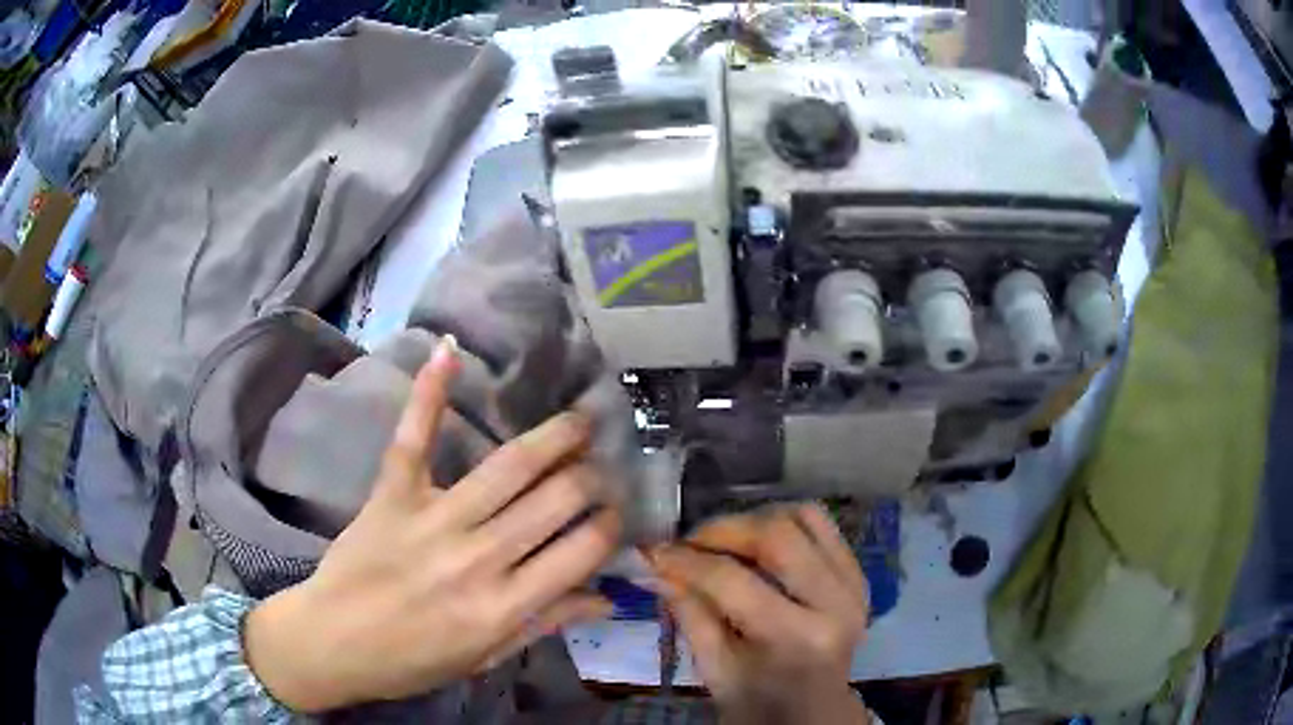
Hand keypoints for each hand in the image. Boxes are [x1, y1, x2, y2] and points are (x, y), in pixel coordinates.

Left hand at [244, 337, 621, 711]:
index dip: (610, 526)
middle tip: (604, 468)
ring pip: (507, 467)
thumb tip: (606, 598)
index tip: (617, 513)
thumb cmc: (412, 661)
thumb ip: (544, 624)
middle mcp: (476, 558)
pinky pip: (414, 438)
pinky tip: (449, 351)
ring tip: (581, 419)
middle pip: (555, 500)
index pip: (581, 552)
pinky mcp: (392, 494)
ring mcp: (431, 519)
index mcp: (503, 606)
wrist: (332, 643)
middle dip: (593, 478)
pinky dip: (429, 393)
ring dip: (554, 437)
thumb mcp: (486, 657)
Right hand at [650, 504, 870, 724]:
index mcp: (795, 638)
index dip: (687, 561)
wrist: (813, 709)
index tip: (654, 552)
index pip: (734, 581)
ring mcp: (854, 584)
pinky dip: (785, 522)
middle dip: (723, 530)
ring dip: (755, 520)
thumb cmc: (757, 698)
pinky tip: (758, 541)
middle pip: (776, 535)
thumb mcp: (714, 668)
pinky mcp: (858, 573)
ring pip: (803, 517)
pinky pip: (822, 525)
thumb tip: (654, 565)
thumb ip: (688, 612)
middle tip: (690, 542)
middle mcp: (835, 603)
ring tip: (724, 540)